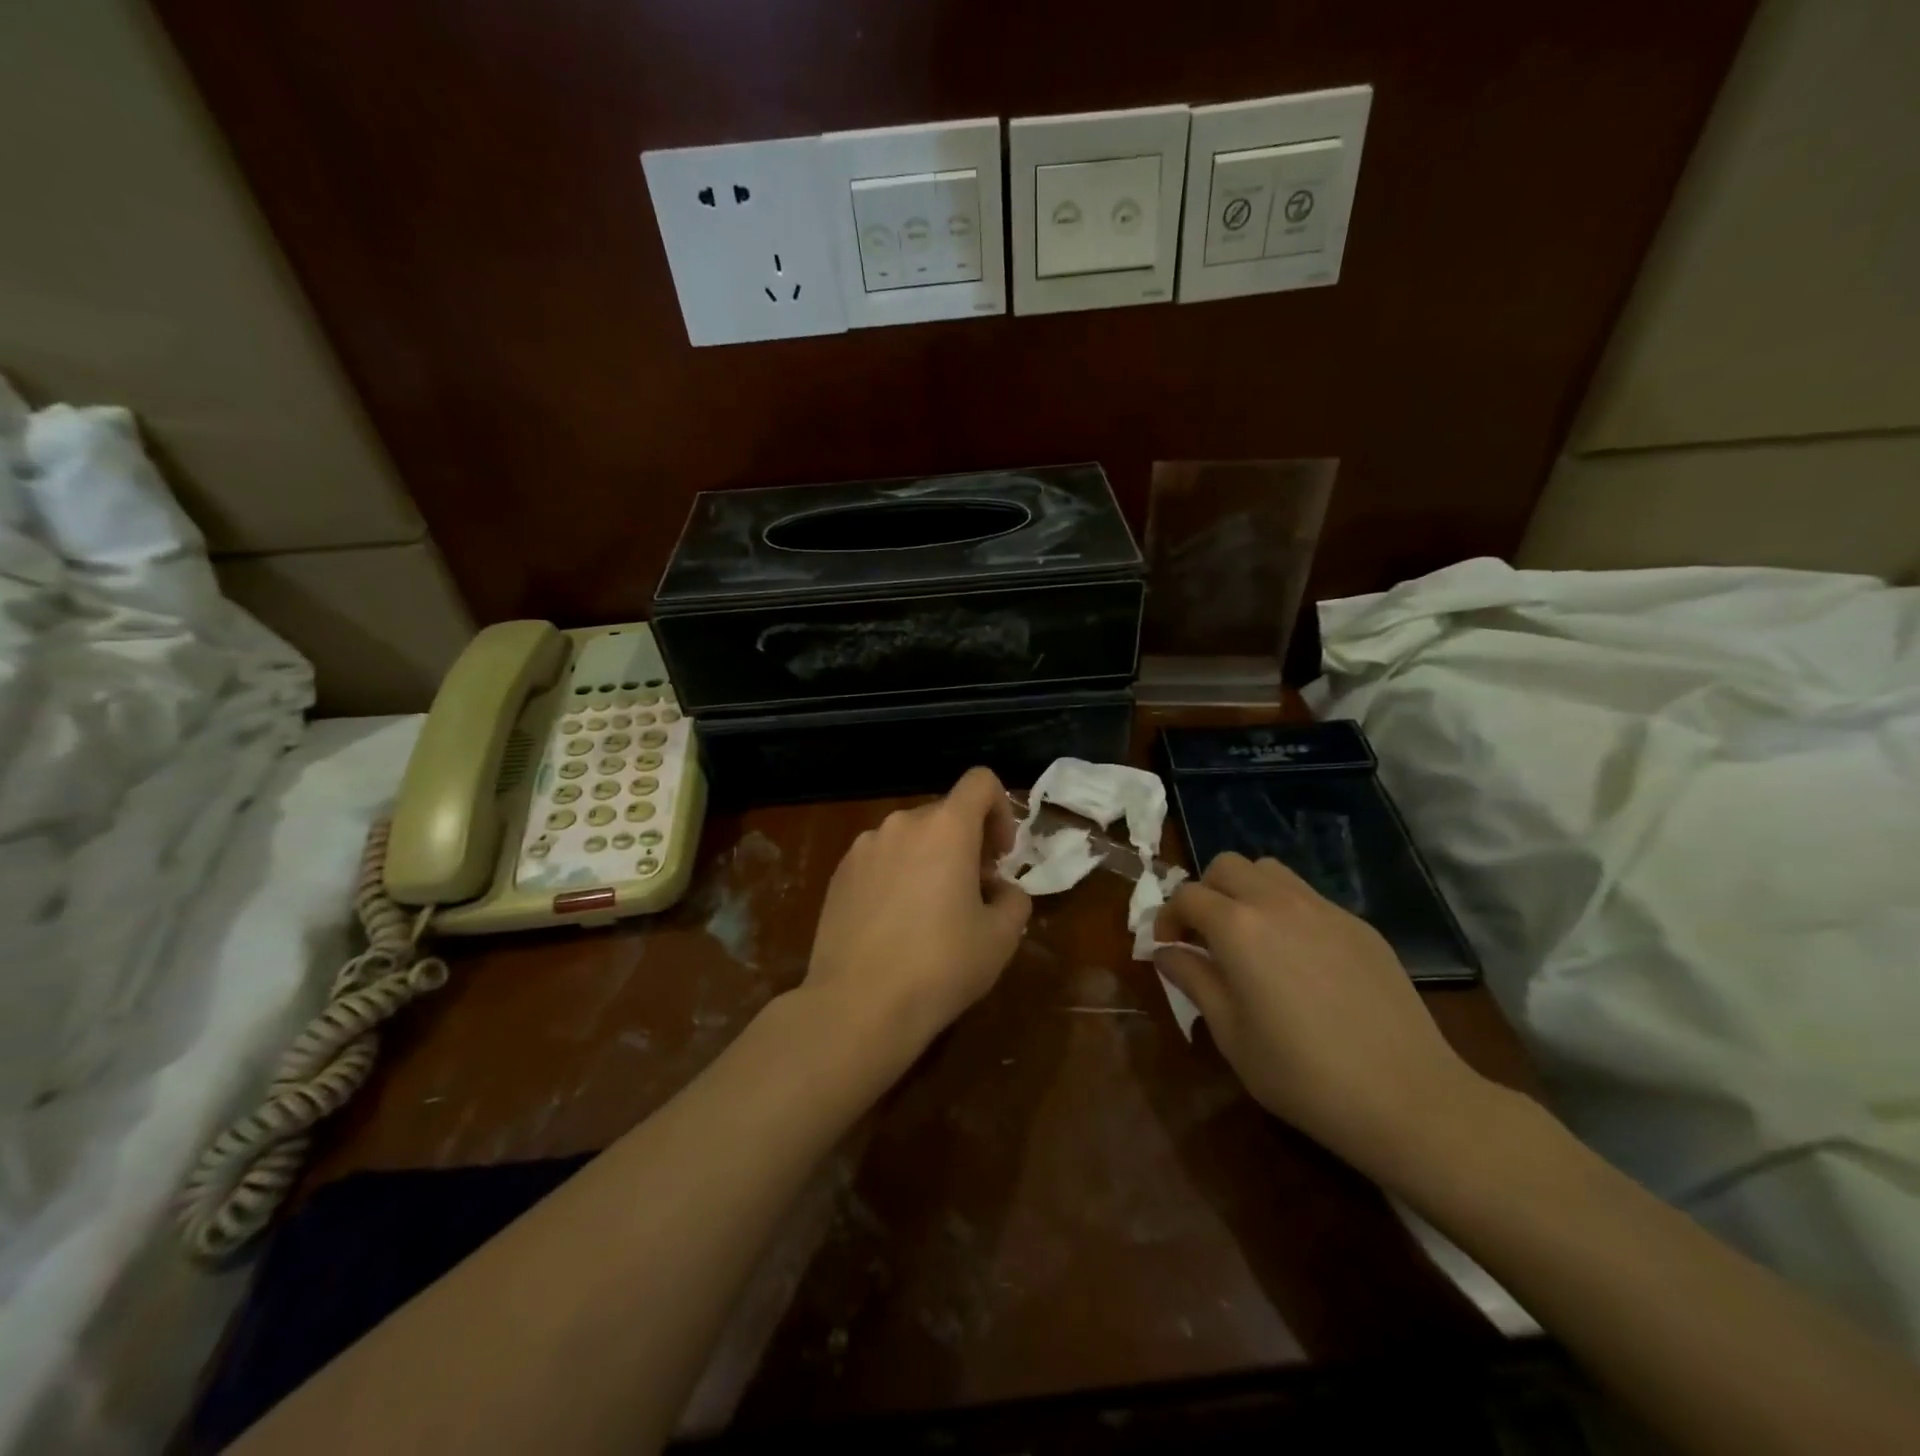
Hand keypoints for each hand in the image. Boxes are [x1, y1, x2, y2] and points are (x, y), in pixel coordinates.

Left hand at [803, 766, 1030, 1060]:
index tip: (1000, 856)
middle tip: (974, 893)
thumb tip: (999, 889)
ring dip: (930, 860)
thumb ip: (1013, 899)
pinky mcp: (838, 874)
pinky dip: (897, 876)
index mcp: (945, 827)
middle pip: (945, 814)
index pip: (980, 782)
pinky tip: (895, 925)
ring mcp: (863, 847)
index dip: (1001, 810)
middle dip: (966, 844)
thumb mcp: (1001, 938)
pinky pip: (880, 860)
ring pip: (910, 838)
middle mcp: (901, 824)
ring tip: (931, 914)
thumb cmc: (940, 966)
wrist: (858, 1005)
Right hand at [1153, 852, 1491, 1184]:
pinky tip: (1299, 959)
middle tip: (1206, 936)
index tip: (1168, 947)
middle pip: (1227, 866)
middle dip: (1206, 892)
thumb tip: (1165, 951)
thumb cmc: (1302, 1074)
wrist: (1407, 1097)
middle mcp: (1278, 903)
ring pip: (1270, 871)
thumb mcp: (1231, 1034)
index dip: (1168, 917)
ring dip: (1246, 891)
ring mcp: (1324, 910)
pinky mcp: (1359, 926)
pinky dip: (1286, 910)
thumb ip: (1193, 980)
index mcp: (1238, 928)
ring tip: (1250, 937)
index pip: (1187, 895)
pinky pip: (1309, 897)